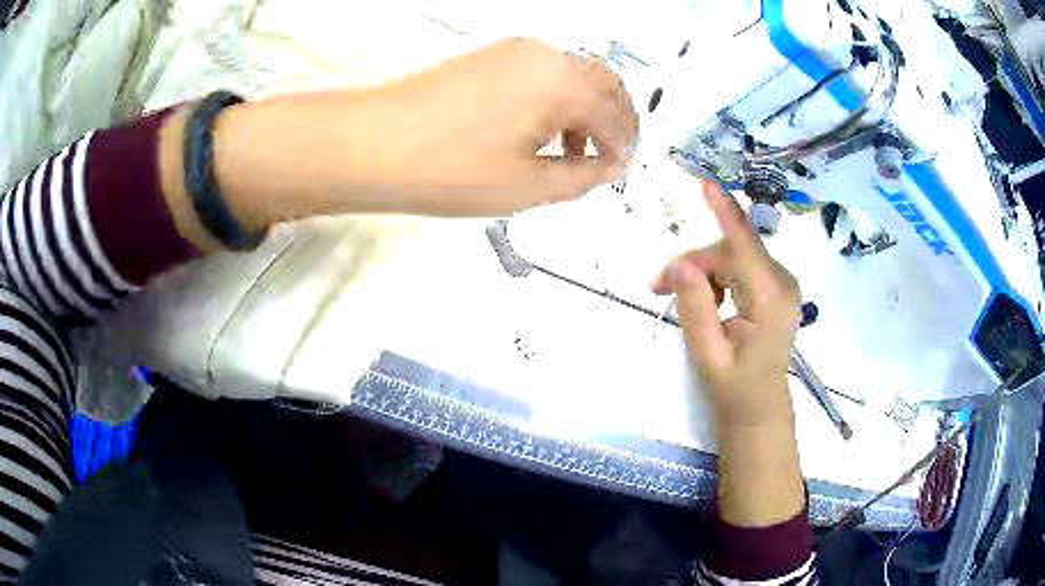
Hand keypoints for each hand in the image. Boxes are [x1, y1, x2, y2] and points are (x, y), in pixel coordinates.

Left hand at [161, 39, 638, 250]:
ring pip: (575, 76)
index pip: (617, 117)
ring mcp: (514, 52)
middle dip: (616, 122)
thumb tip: (601, 171)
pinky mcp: (490, 58)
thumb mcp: (525, 187)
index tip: (619, 171)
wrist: (371, 144)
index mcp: (561, 82)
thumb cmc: (439, 164)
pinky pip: (544, 73)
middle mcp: (543, 55)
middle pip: (605, 84)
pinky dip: (557, 100)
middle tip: (612, 156)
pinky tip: (543, 130)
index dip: (624, 150)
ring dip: (587, 110)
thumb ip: (579, 178)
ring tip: (576, 151)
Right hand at [652, 180, 800, 427]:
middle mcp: (782, 284)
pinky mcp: (777, 288)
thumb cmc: (734, 389)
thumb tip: (678, 264)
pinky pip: (742, 267)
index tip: (706, 183)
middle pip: (733, 251)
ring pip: (735, 257)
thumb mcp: (707, 354)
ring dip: (705, 272)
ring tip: (679, 298)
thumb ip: (695, 307)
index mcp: (770, 300)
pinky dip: (719, 278)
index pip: (745, 246)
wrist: (760, 410)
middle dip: (696, 263)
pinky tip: (709, 300)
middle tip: (659, 287)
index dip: (725, 212)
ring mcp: (783, 285)